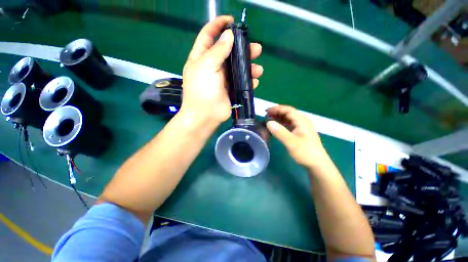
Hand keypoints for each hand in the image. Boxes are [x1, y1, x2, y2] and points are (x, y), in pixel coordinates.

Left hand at [181, 16, 262, 125]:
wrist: (205, 115)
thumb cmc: (202, 90)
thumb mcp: (206, 66)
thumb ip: (218, 50)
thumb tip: (229, 36)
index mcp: (202, 58)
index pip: (209, 36)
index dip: (218, 26)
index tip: (232, 21)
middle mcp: (213, 67)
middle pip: (229, 52)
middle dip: (243, 49)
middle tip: (257, 48)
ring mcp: (223, 79)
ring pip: (238, 68)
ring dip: (250, 67)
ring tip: (258, 69)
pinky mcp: (231, 90)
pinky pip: (241, 82)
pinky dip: (249, 81)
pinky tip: (254, 82)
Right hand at [266, 105, 328, 169]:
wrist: (317, 164)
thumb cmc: (305, 153)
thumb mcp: (291, 142)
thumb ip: (280, 132)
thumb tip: (268, 122)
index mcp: (302, 121)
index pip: (288, 110)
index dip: (277, 109)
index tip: (266, 111)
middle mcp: (302, 122)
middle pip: (288, 113)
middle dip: (277, 112)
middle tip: (266, 115)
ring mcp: (302, 127)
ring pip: (289, 119)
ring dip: (279, 118)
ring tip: (269, 120)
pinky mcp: (300, 133)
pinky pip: (290, 124)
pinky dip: (282, 124)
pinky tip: (277, 126)